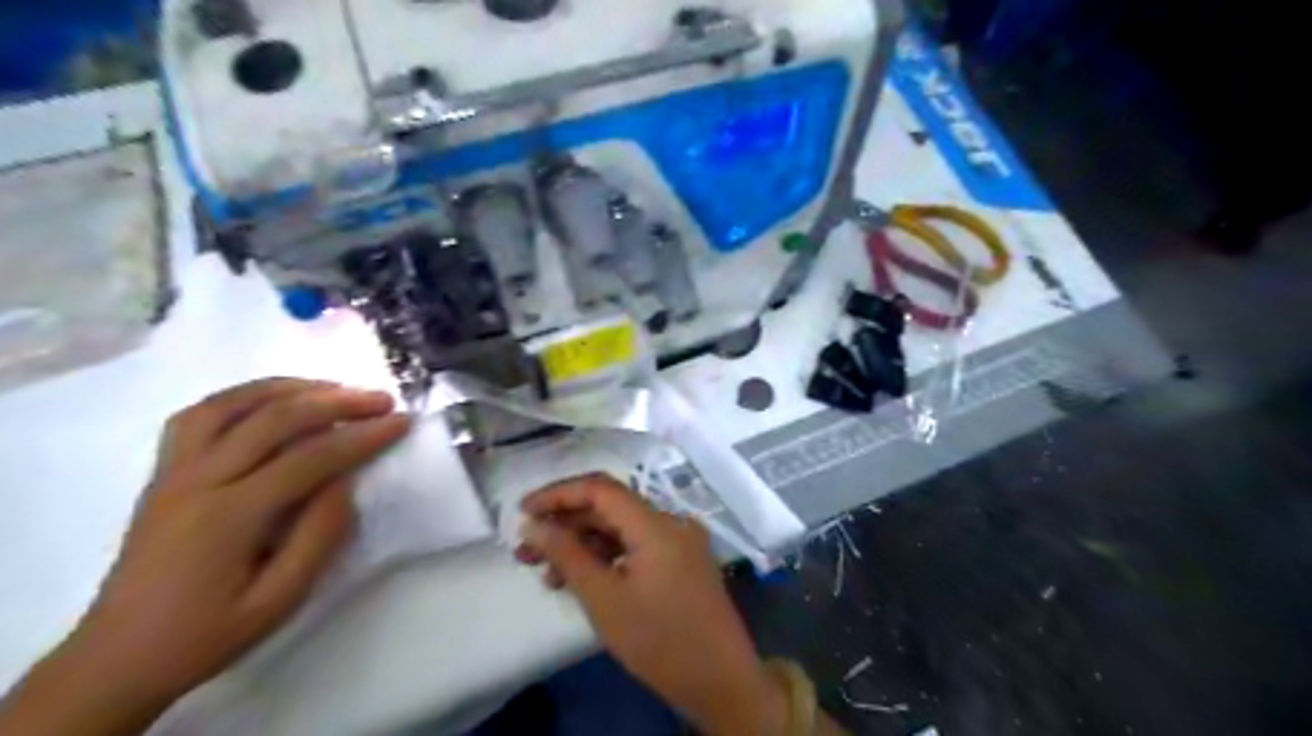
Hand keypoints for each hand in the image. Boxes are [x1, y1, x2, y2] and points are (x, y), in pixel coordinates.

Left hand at [1, 379, 409, 735]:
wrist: (116, 658)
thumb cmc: (207, 634)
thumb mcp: (280, 600)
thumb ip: (320, 536)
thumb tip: (346, 482)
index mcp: (229, 517)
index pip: (310, 458)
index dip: (362, 436)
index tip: (402, 422)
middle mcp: (197, 482)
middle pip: (273, 419)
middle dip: (336, 401)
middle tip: (380, 399)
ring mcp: (173, 473)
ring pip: (231, 405)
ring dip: (288, 388)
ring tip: (332, 387)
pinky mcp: (163, 473)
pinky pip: (200, 415)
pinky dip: (243, 397)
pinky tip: (272, 400)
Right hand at [515, 474, 782, 733]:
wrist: (721, 680)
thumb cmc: (659, 640)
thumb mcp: (604, 599)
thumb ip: (567, 555)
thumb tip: (533, 525)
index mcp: (656, 524)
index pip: (600, 489)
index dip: (558, 494)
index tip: (522, 511)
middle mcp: (671, 522)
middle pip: (611, 507)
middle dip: (566, 524)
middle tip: (526, 550)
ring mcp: (680, 541)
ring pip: (622, 528)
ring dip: (584, 543)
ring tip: (545, 572)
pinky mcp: (682, 560)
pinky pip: (638, 545)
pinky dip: (608, 557)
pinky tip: (581, 579)